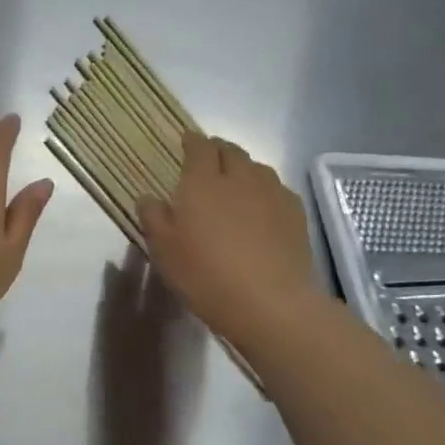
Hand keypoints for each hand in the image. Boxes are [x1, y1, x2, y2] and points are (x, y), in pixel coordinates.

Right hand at [137, 133, 318, 346]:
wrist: (269, 302)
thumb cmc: (204, 274)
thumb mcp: (163, 249)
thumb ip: (153, 216)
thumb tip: (149, 196)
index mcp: (202, 182)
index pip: (199, 147)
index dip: (192, 141)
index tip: (186, 141)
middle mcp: (240, 177)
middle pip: (231, 151)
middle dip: (218, 150)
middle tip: (208, 161)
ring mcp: (272, 193)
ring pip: (257, 168)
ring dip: (243, 169)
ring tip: (234, 183)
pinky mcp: (295, 214)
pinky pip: (277, 190)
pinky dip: (264, 190)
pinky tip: (260, 209)